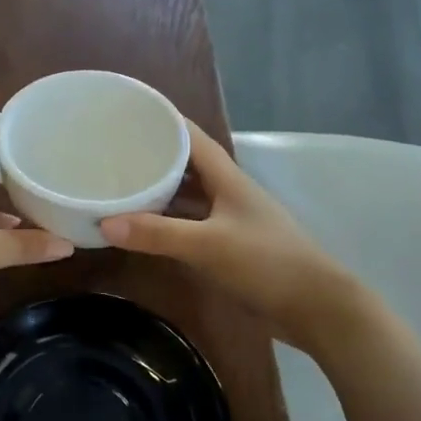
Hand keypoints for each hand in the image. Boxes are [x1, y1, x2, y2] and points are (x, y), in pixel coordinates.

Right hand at [101, 121, 358, 352]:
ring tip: (119, 184)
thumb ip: (158, 234)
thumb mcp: (208, 245)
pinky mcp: (229, 244)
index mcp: (227, 177)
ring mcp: (230, 218)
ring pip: (187, 194)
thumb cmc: (266, 262)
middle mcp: (227, 191)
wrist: (316, 306)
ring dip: (159, 189)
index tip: (126, 114)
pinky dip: (167, 220)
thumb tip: (104, 223)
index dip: (161, 121)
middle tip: (110, 152)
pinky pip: (190, 222)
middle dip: (152, 155)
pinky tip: (144, 225)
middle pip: (186, 163)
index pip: (190, 135)